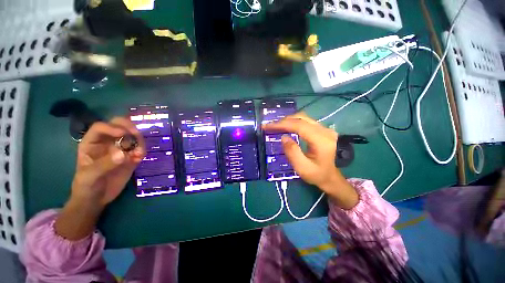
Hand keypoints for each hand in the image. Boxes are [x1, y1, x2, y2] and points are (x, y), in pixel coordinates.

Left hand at [71, 117, 144, 206]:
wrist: (96, 199)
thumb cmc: (86, 186)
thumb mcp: (89, 176)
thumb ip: (104, 164)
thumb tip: (123, 154)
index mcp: (92, 142)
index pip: (101, 127)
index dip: (112, 127)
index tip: (123, 134)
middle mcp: (107, 142)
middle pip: (120, 126)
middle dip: (130, 128)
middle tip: (137, 136)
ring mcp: (121, 149)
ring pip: (133, 136)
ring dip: (139, 141)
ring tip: (140, 153)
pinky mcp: (131, 157)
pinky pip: (139, 149)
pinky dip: (142, 151)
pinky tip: (140, 158)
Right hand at [262, 112, 357, 208]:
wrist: (330, 177)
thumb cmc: (316, 175)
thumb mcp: (302, 168)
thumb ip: (292, 152)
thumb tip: (283, 137)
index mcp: (321, 141)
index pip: (299, 126)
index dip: (282, 124)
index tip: (268, 126)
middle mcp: (325, 131)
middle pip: (301, 118)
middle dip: (283, 121)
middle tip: (270, 126)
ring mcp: (325, 129)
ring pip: (303, 118)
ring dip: (288, 121)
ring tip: (276, 126)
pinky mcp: (322, 129)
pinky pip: (305, 121)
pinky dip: (293, 122)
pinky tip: (286, 127)